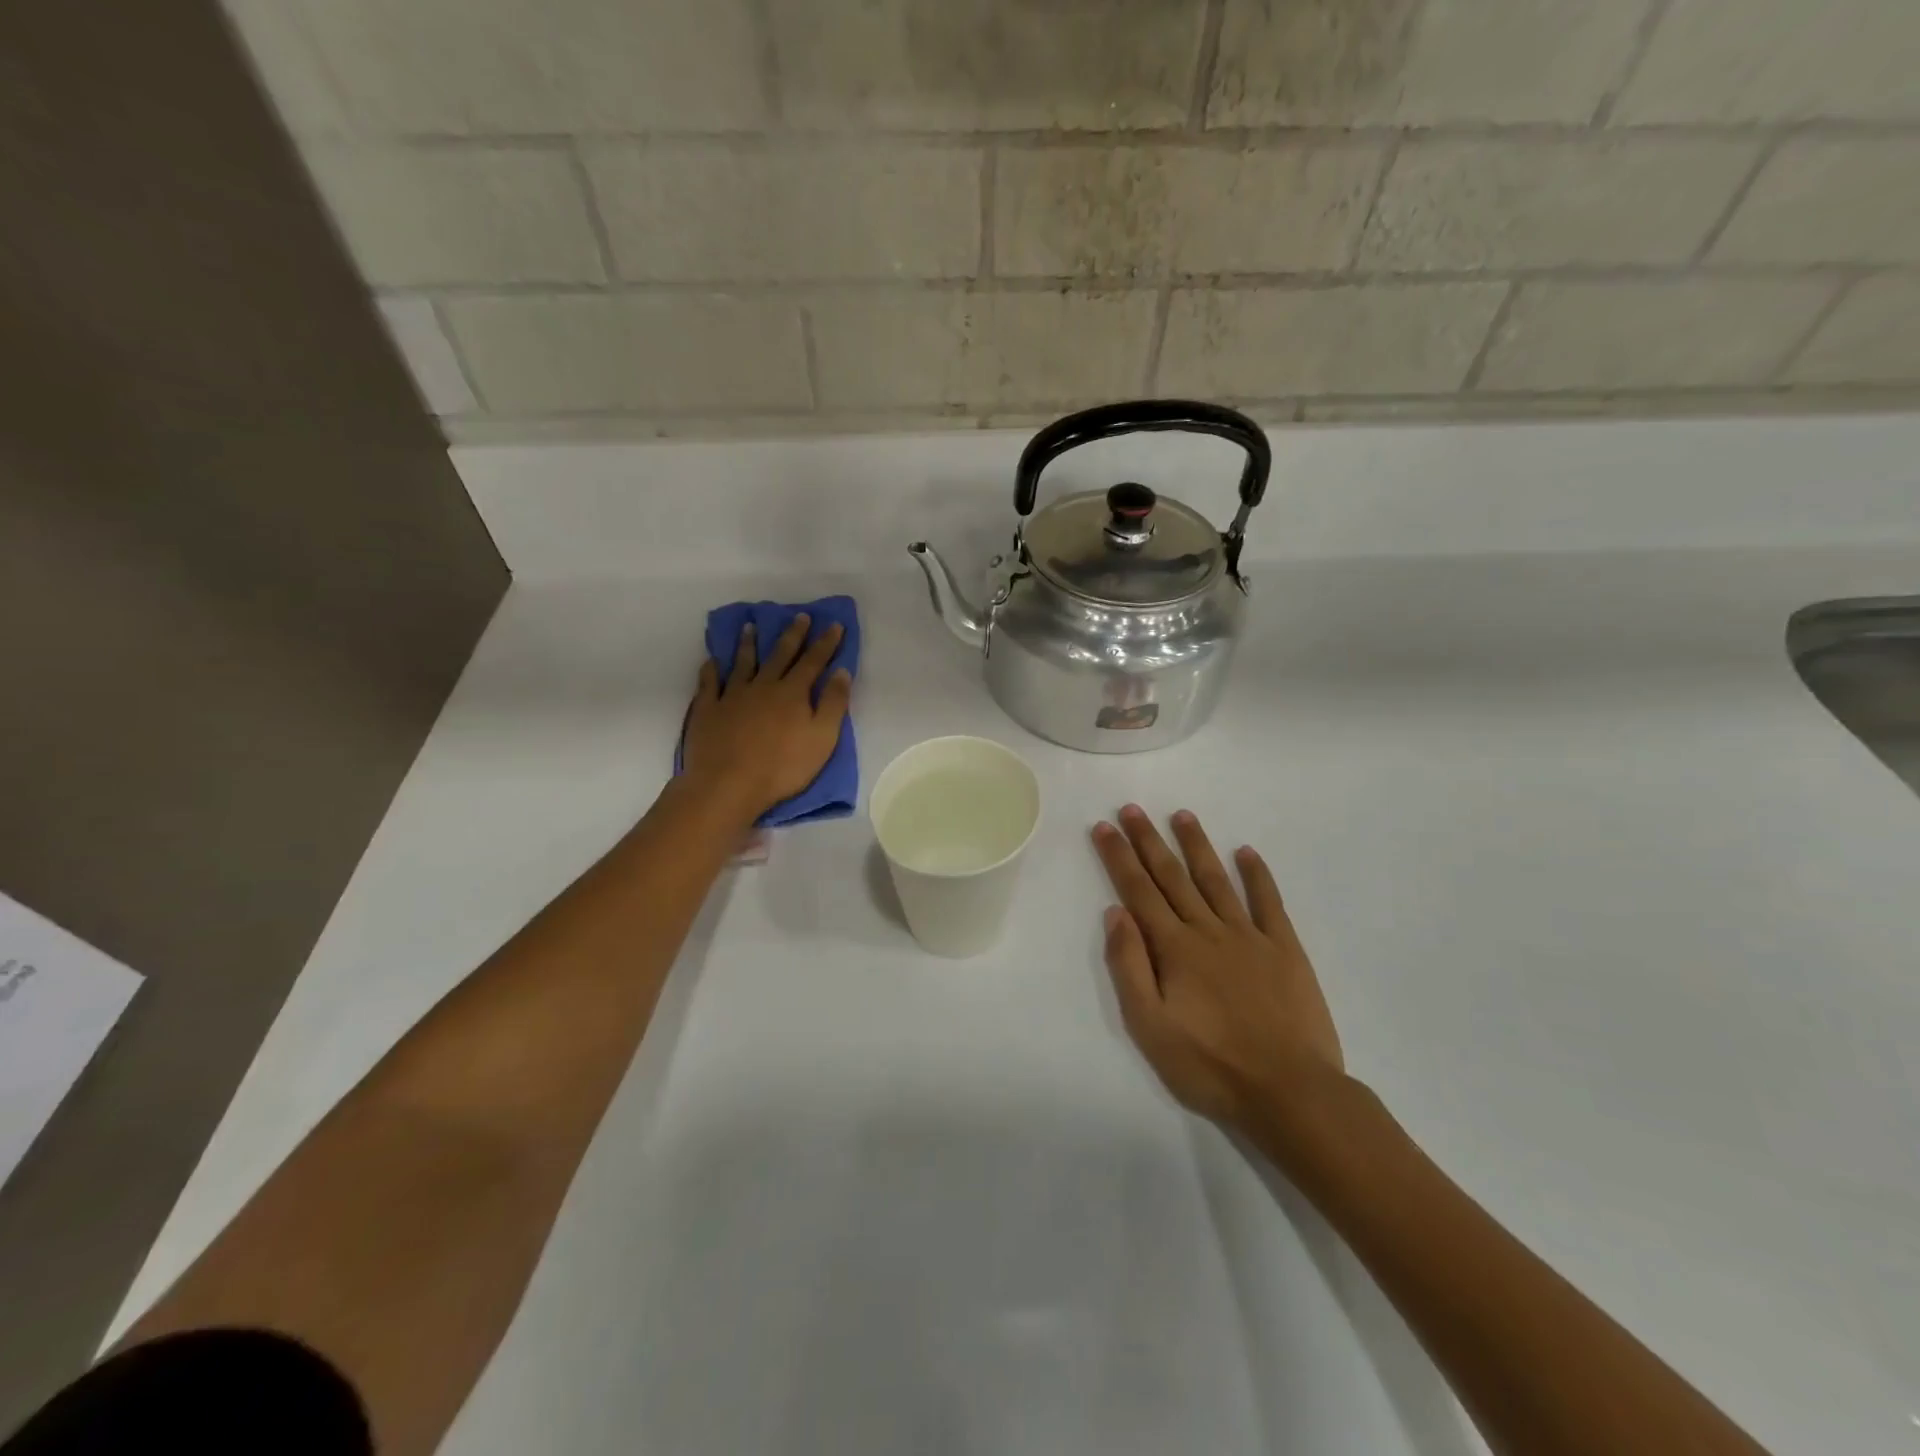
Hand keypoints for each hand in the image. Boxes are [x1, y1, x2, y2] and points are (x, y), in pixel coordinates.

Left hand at [683, 614, 851, 819]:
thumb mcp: (822, 738)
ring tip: (751, 626)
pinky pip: (709, 683)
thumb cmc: (782, 766)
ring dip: (748, 644)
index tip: (834, 625)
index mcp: (793, 693)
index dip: (826, 643)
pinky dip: (711, 670)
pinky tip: (711, 661)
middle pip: (780, 655)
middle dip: (792, 635)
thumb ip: (833, 704)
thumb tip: (841, 671)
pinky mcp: (708, 709)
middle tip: (799, 616)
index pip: (813, 661)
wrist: (728, 784)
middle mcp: (763, 686)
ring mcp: (732, 696)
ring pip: (742, 663)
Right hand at [1092, 805, 1345, 1134]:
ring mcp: (1250, 936)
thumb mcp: (1150, 1026)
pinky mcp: (1284, 950)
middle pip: (1173, 877)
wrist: (1290, 1091)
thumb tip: (1115, 913)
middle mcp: (1208, 930)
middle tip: (1134, 808)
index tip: (1106, 826)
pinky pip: (1268, 902)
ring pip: (1216, 880)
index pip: (1138, 891)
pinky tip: (1246, 852)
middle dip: (1149, 841)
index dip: (1119, 857)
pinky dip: (1257, 875)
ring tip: (1182, 815)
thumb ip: (1129, 966)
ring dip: (1197, 846)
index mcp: (1174, 948)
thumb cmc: (1210, 1065)